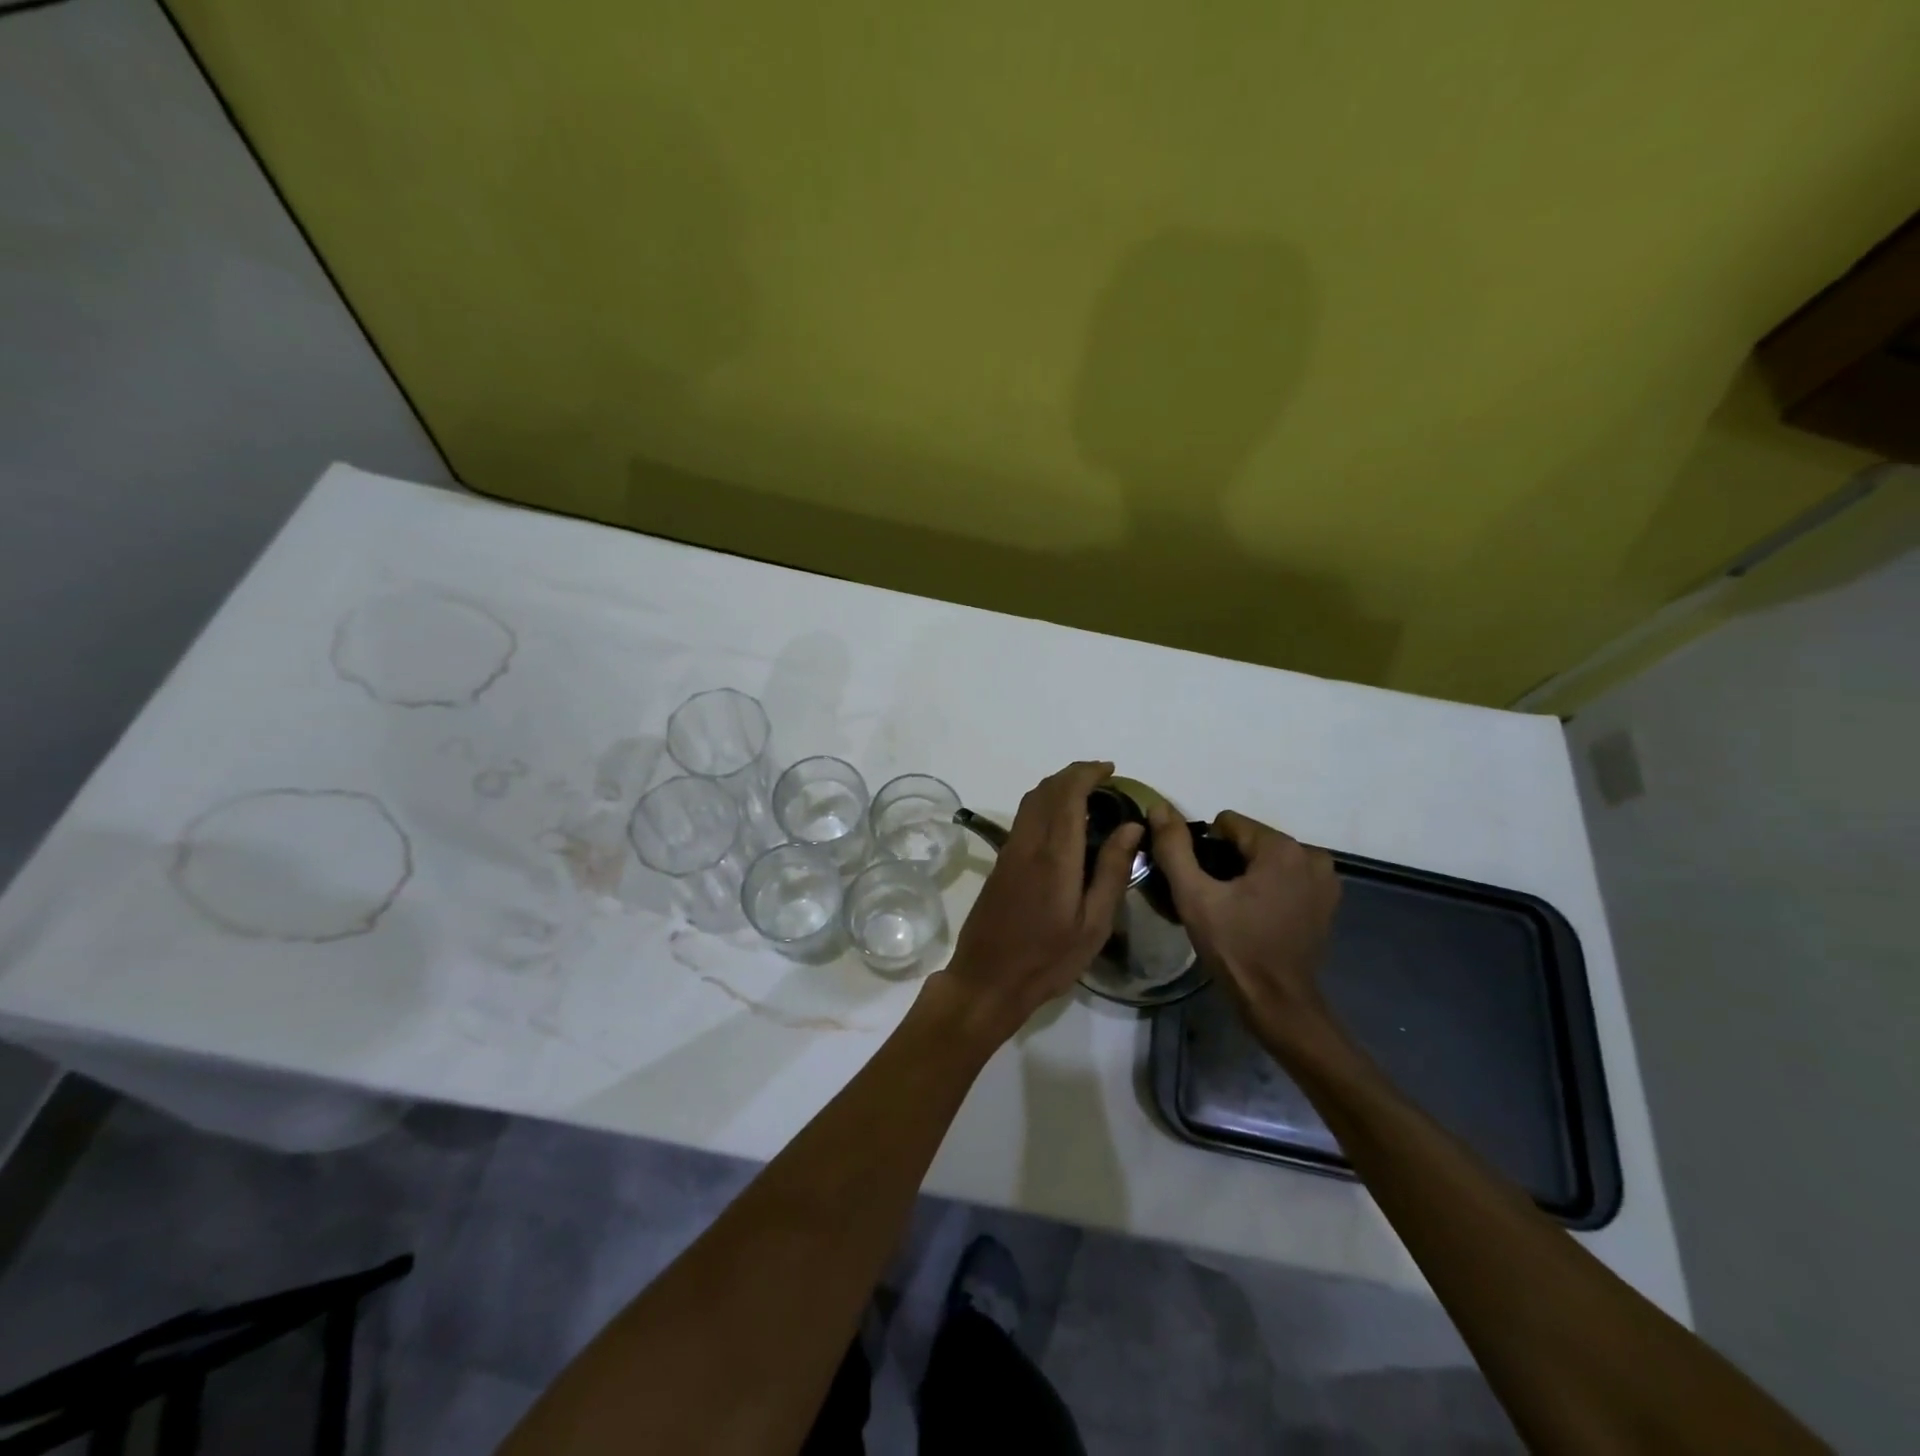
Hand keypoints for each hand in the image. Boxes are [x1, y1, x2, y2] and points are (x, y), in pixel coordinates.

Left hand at [930, 761, 1142, 1047]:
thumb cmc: (1047, 958)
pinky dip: (1045, 805)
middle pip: (1046, 790)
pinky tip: (1063, 823)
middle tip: (1102, 779)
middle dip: (1073, 774)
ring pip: (1031, 802)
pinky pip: (1024, 818)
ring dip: (1057, 787)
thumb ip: (1111, 870)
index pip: (1067, 794)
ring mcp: (1009, 852)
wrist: (987, 980)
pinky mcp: (1000, 863)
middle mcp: (1027, 843)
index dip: (1087, 774)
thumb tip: (1131, 826)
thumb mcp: (1093, 923)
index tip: (1110, 769)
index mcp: (1054, 855)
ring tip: (1087, 795)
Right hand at [1148, 804, 1340, 1044]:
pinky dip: (1270, 887)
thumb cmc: (1234, 947)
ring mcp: (1325, 879)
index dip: (1206, 850)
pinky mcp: (1328, 900)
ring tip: (1235, 910)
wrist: (1277, 1003)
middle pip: (1250, 840)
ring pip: (1268, 858)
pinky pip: (1287, 876)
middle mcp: (1311, 855)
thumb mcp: (1193, 896)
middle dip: (1228, 862)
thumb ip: (1174, 848)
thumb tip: (1159, 807)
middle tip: (1216, 900)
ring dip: (1249, 874)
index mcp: (1281, 848)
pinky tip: (1258, 916)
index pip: (1228, 823)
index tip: (1203, 884)